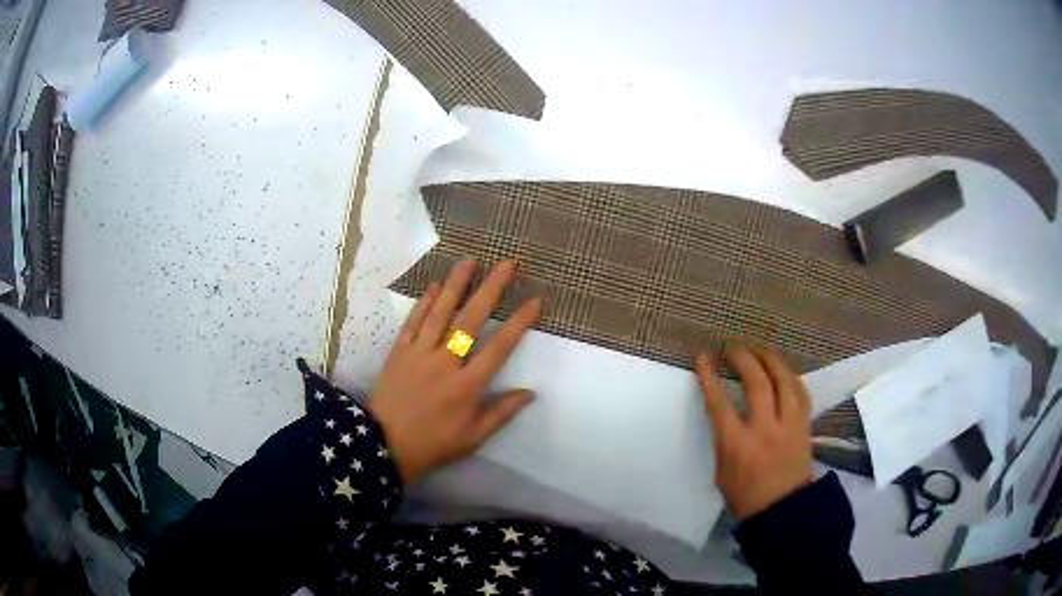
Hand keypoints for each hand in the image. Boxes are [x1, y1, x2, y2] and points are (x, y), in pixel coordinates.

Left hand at [368, 259, 541, 485]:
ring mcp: (419, 354)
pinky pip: (413, 322)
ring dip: (456, 285)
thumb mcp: (473, 438)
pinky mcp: (399, 352)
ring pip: (440, 313)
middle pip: (471, 320)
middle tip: (506, 264)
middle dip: (491, 290)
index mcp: (467, 386)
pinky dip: (424, 302)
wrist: (384, 445)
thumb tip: (530, 392)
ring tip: (470, 261)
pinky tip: (434, 285)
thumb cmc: (433, 444)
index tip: (534, 300)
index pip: (499, 348)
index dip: (519, 322)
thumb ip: (502, 413)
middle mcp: (445, 363)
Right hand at [695, 345, 813, 519]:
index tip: (703, 356)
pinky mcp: (804, 426)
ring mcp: (789, 425)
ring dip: (770, 359)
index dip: (709, 376)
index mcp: (737, 445)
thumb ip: (724, 440)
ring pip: (784, 380)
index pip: (720, 402)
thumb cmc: (745, 497)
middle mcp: (765, 429)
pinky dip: (790, 377)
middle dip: (743, 358)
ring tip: (759, 349)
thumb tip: (727, 416)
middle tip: (732, 348)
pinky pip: (801, 392)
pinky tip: (783, 371)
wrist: (782, 510)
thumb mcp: (721, 471)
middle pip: (757, 382)